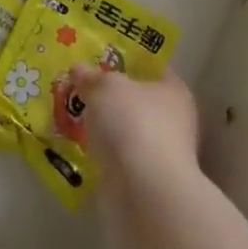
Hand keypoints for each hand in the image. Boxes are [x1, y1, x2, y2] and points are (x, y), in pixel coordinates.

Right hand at [69, 65, 199, 182]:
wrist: (144, 191)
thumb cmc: (133, 124)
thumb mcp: (105, 87)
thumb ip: (91, 76)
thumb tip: (79, 69)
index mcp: (174, 90)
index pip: (152, 68)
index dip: (126, 60)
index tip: (98, 58)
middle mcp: (174, 120)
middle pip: (137, 99)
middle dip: (110, 96)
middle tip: (79, 86)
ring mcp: (161, 152)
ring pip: (127, 129)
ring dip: (105, 125)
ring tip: (73, 115)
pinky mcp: (146, 179)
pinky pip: (119, 155)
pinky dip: (103, 151)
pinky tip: (80, 144)